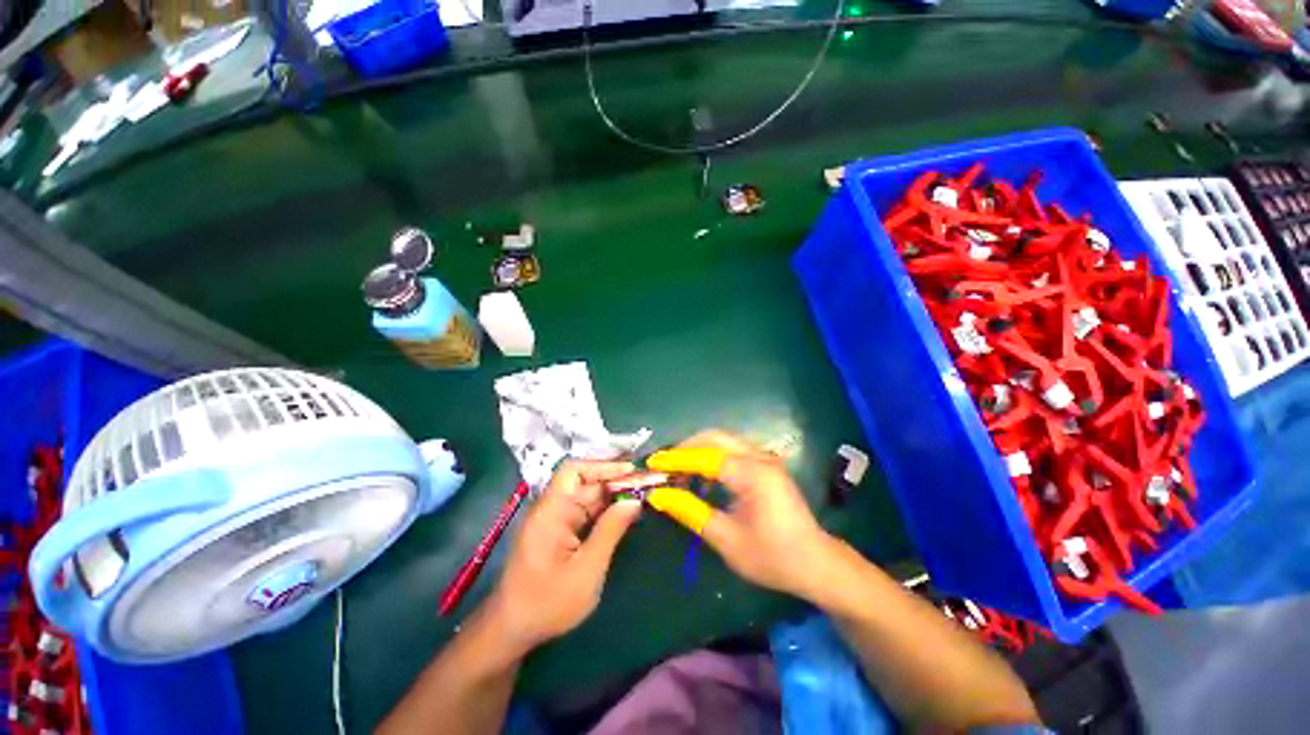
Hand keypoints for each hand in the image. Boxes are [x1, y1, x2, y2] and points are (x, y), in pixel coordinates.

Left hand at [485, 460, 642, 652]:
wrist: (513, 631)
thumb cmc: (548, 603)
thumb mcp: (586, 570)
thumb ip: (610, 531)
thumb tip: (634, 501)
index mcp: (551, 511)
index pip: (575, 471)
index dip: (603, 466)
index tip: (632, 471)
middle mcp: (553, 508)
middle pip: (586, 482)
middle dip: (616, 480)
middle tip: (647, 484)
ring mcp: (556, 519)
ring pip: (588, 496)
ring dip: (614, 494)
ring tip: (642, 495)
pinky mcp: (561, 531)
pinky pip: (586, 511)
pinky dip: (606, 510)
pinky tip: (625, 512)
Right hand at [670, 430, 834, 598]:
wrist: (817, 563)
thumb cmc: (773, 557)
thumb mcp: (727, 539)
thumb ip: (691, 512)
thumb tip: (659, 495)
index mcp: (753, 474)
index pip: (706, 456)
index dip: (676, 459)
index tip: (653, 464)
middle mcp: (760, 457)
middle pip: (715, 438)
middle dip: (685, 447)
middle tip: (664, 465)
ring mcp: (765, 459)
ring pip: (723, 441)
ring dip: (698, 451)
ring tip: (677, 471)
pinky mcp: (766, 465)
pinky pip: (732, 451)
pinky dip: (711, 457)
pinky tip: (701, 478)